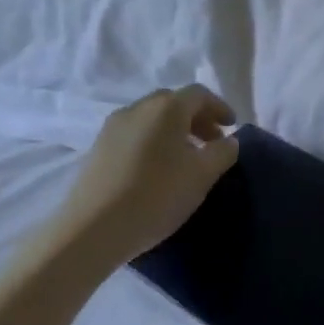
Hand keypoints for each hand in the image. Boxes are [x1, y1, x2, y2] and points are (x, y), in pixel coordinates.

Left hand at [57, 86, 238, 264]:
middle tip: (211, 141)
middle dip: (196, 118)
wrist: (92, 230)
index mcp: (166, 108)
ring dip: (174, 130)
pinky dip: (153, 141)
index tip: (231, 128)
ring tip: (185, 158)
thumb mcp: (204, 174)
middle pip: (173, 102)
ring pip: (152, 118)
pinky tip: (158, 168)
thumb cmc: (157, 195)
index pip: (199, 94)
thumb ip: (223, 151)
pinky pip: (134, 134)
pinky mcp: (98, 149)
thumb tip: (228, 141)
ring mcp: (112, 128)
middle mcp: (137, 108)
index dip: (219, 107)